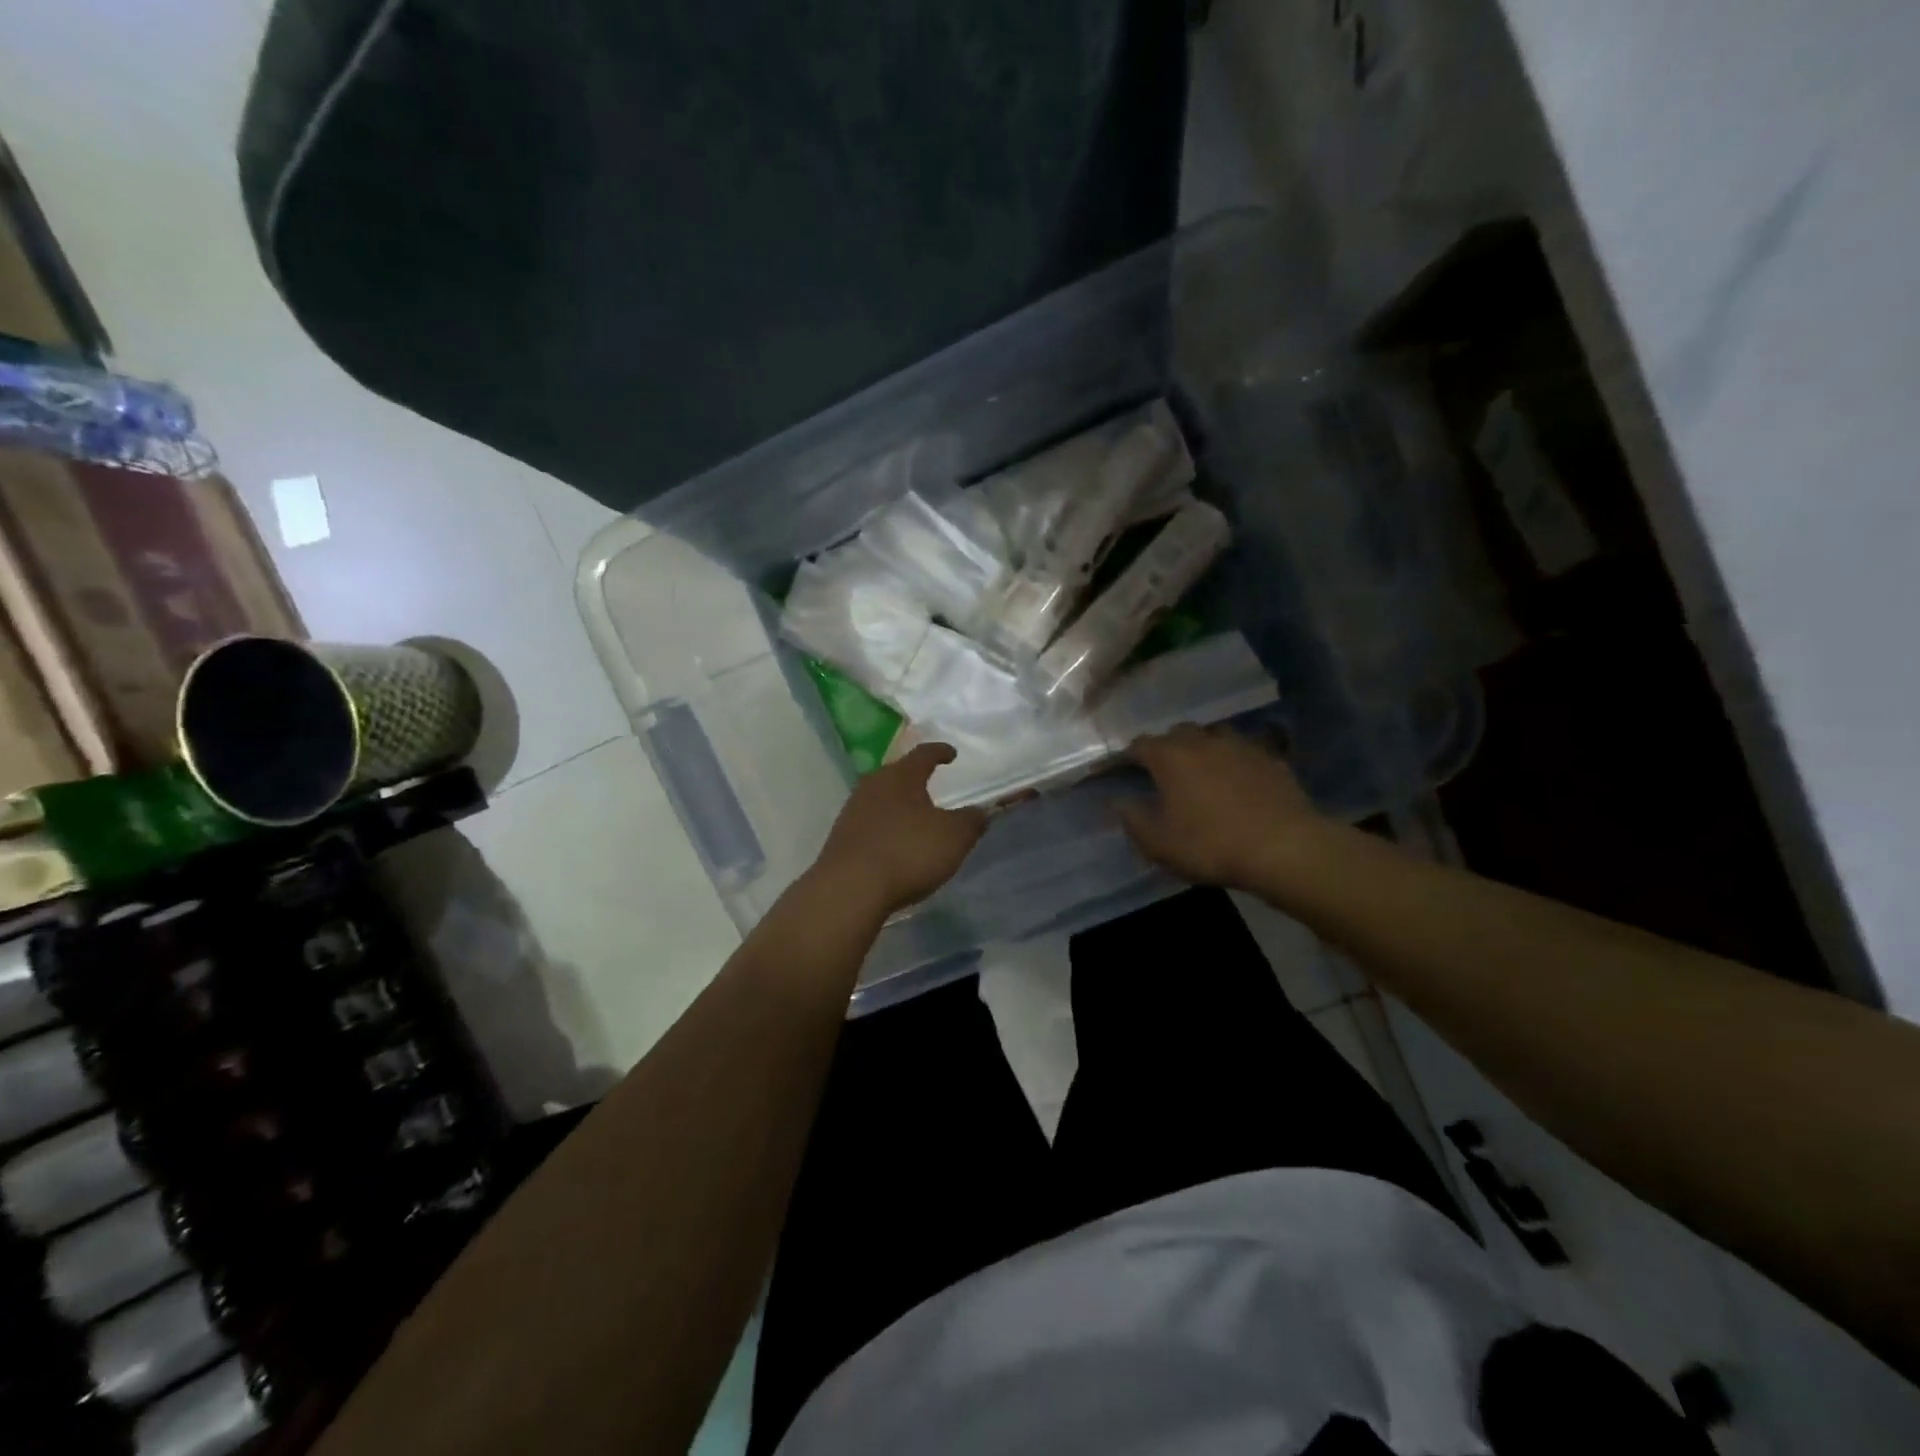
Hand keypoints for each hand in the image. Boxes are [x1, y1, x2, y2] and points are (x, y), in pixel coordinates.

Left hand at [814, 743, 987, 917]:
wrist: (850, 888)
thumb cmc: (908, 852)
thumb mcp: (954, 837)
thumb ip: (971, 821)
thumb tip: (980, 812)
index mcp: (902, 776)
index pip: (924, 754)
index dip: (940, 752)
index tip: (951, 754)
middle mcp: (873, 785)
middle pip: (897, 774)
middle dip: (915, 778)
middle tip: (931, 784)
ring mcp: (853, 810)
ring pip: (881, 797)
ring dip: (898, 803)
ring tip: (914, 815)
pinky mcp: (841, 836)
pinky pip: (870, 822)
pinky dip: (885, 826)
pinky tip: (894, 842)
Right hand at [1118, 725, 1329, 887]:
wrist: (1284, 848)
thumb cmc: (1211, 845)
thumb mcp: (1159, 843)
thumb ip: (1132, 819)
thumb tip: (1117, 801)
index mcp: (1170, 757)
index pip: (1138, 745)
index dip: (1125, 756)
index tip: (1119, 769)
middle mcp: (1202, 741)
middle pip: (1177, 732)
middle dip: (1166, 746)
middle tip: (1162, 770)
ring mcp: (1240, 745)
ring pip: (1213, 735)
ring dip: (1202, 747)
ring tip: (1201, 768)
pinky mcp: (1270, 758)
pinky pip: (1245, 750)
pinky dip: (1234, 759)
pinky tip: (1238, 777)